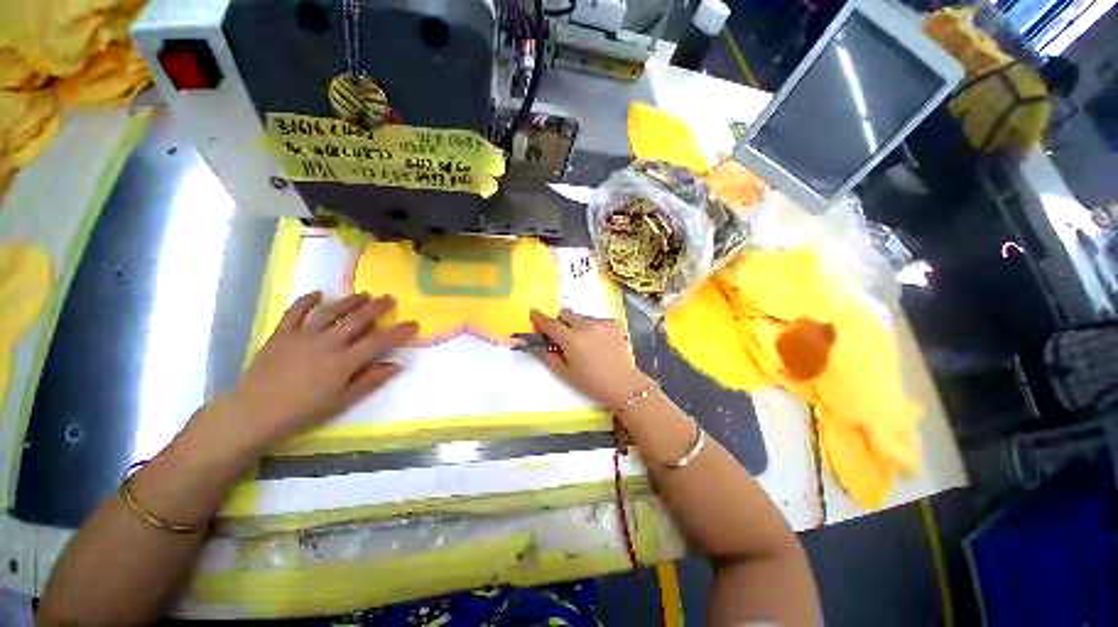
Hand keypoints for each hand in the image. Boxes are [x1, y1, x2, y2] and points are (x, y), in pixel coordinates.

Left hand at [219, 291, 416, 455]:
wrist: (252, 414)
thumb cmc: (301, 412)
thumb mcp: (342, 402)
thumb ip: (370, 381)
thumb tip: (397, 365)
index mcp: (343, 362)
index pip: (379, 341)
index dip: (398, 332)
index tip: (413, 323)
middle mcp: (326, 343)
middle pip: (356, 320)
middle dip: (377, 307)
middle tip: (390, 298)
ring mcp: (301, 336)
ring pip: (331, 311)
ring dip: (349, 301)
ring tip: (364, 294)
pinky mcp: (280, 334)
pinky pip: (295, 312)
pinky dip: (307, 301)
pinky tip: (319, 294)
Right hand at [529, 308, 651, 408]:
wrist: (624, 385)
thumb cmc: (592, 383)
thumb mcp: (565, 374)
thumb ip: (548, 357)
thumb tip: (538, 345)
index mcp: (572, 340)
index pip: (550, 324)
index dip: (539, 318)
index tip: (533, 313)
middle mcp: (586, 326)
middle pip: (566, 314)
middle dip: (561, 322)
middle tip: (564, 336)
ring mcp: (602, 323)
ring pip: (582, 317)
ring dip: (578, 325)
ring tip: (586, 342)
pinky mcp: (615, 323)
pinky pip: (597, 320)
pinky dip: (594, 328)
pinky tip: (600, 342)